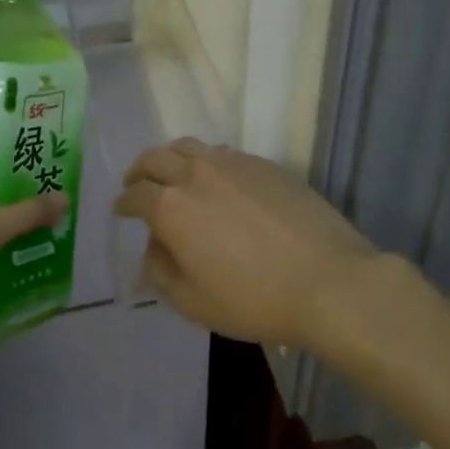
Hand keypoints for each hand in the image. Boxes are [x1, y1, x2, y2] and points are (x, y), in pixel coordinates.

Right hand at [113, 139, 380, 347]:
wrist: (328, 282)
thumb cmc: (253, 300)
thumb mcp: (192, 302)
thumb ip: (160, 270)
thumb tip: (155, 244)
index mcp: (171, 208)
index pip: (135, 194)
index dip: (123, 202)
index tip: (120, 209)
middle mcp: (196, 174)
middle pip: (155, 158)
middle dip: (139, 171)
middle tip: (136, 184)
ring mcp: (234, 164)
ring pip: (189, 146)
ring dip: (171, 158)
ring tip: (173, 174)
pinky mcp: (265, 164)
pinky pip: (224, 153)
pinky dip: (207, 162)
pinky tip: (217, 180)